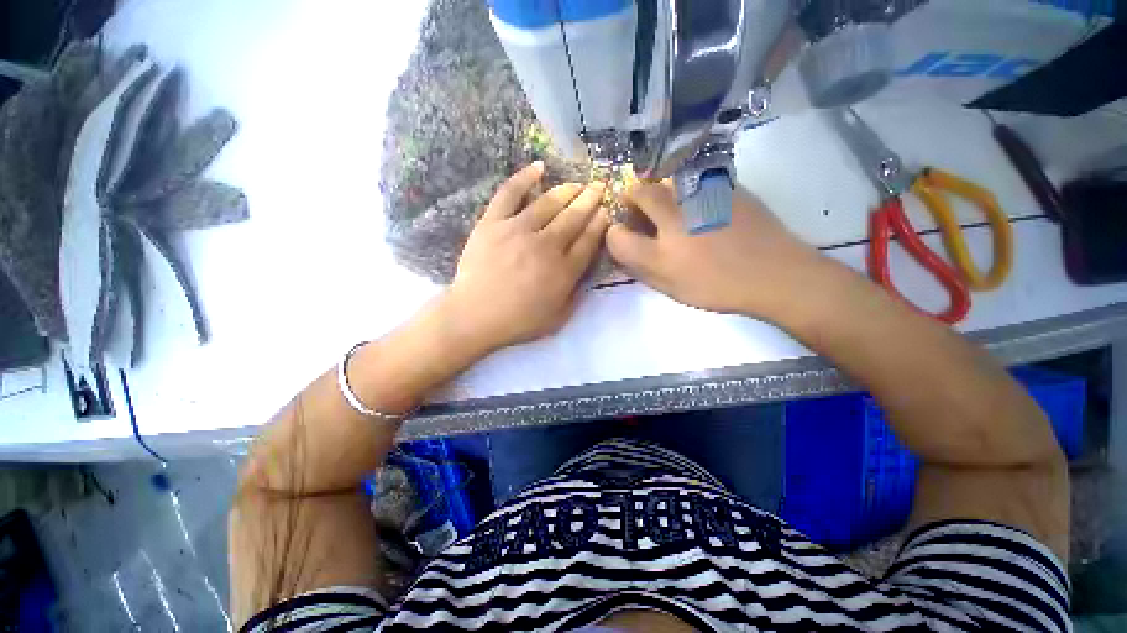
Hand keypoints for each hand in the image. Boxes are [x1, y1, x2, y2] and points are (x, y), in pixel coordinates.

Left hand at [442, 162, 609, 353]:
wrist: (475, 316)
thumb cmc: (518, 321)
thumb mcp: (558, 318)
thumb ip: (576, 294)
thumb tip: (587, 271)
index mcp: (563, 271)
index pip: (588, 240)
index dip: (599, 223)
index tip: (606, 210)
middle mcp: (546, 245)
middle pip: (573, 217)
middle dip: (589, 200)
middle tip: (598, 187)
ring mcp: (518, 230)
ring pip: (549, 203)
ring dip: (567, 190)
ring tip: (577, 183)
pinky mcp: (493, 223)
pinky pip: (510, 194)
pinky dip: (524, 178)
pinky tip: (539, 167)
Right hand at [606, 180, 822, 317]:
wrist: (775, 273)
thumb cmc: (719, 287)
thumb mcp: (673, 289)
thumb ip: (642, 270)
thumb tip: (625, 253)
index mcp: (663, 252)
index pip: (619, 237)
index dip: (613, 235)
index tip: (620, 234)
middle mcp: (677, 218)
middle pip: (639, 193)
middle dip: (631, 198)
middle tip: (637, 209)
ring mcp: (702, 195)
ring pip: (665, 179)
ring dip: (656, 190)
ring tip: (666, 206)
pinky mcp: (724, 184)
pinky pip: (692, 177)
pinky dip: (682, 187)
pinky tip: (695, 204)